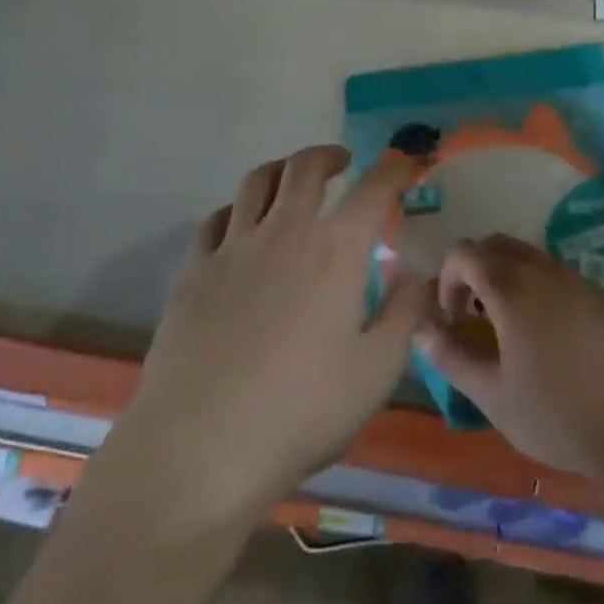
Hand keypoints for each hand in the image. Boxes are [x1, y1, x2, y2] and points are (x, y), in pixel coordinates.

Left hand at [108, 146, 427, 520]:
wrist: (199, 449)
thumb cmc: (300, 412)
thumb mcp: (376, 372)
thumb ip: (402, 313)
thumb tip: (411, 271)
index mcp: (334, 250)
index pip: (373, 189)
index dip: (393, 169)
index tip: (404, 164)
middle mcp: (284, 231)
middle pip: (304, 167)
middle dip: (328, 155)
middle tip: (342, 162)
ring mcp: (232, 247)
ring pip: (256, 182)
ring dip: (282, 170)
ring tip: (292, 180)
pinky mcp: (193, 271)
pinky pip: (215, 219)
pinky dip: (236, 209)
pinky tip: (240, 226)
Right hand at [416, 235, 603, 481]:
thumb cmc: (561, 415)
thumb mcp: (494, 396)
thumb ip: (452, 357)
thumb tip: (421, 329)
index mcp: (512, 287)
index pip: (464, 253)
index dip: (447, 280)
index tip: (452, 320)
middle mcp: (545, 270)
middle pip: (498, 245)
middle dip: (477, 272)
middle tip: (475, 319)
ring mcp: (580, 279)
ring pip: (532, 259)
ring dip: (510, 280)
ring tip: (512, 332)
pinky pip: (562, 278)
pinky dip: (543, 292)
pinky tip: (555, 342)